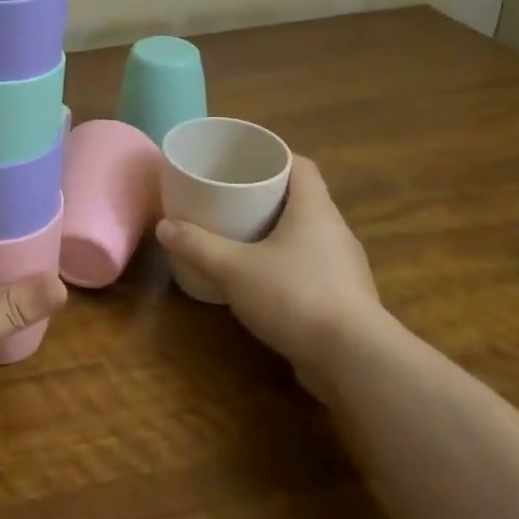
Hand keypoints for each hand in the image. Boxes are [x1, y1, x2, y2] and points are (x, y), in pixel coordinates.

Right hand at [155, 157, 382, 401]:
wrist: (354, 361)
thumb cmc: (294, 296)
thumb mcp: (233, 269)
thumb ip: (197, 246)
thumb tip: (164, 226)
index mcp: (314, 210)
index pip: (301, 165)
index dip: (275, 156)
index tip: (245, 160)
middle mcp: (336, 231)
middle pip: (303, 199)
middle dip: (269, 196)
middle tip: (232, 196)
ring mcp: (345, 267)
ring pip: (309, 235)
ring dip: (279, 232)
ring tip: (243, 236)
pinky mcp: (347, 299)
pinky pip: (314, 267)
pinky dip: (289, 264)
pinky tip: (265, 280)